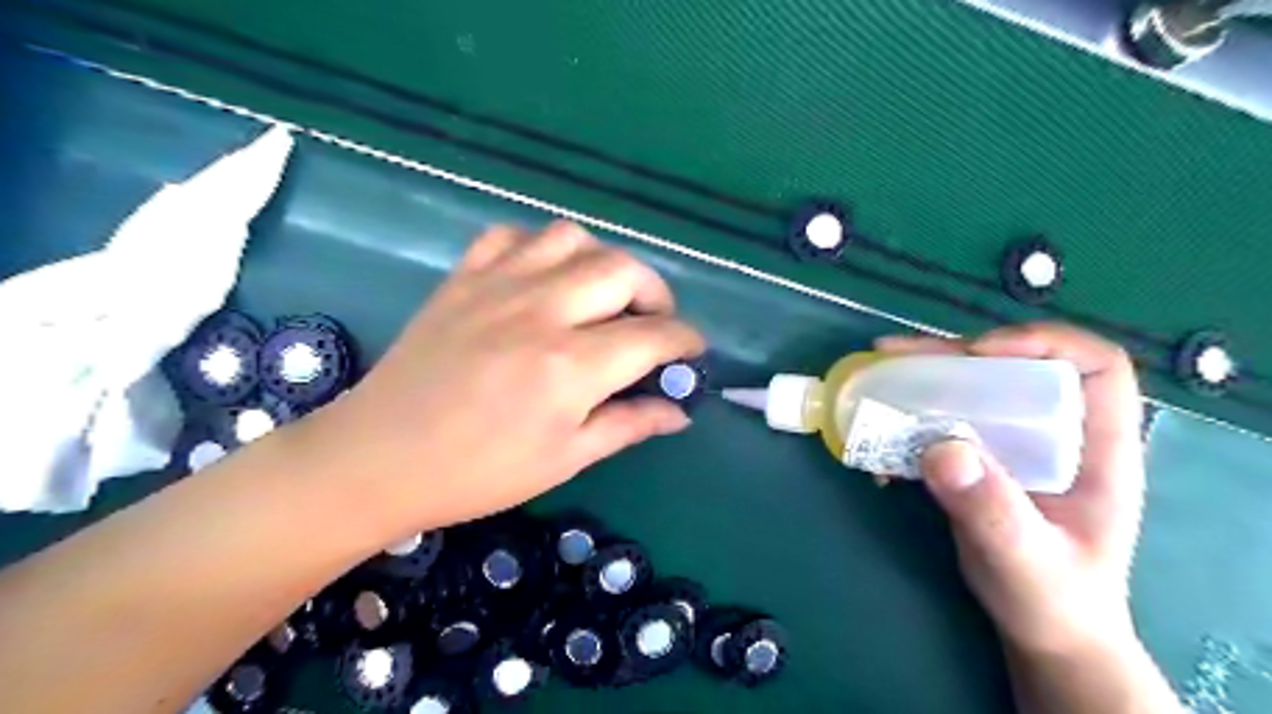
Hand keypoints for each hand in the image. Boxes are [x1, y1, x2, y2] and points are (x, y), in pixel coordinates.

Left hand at [300, 221, 704, 540]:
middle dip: (656, 294)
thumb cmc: (479, 472)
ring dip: (602, 262)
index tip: (691, 353)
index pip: (653, 336)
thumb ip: (629, 424)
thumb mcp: (565, 459)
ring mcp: (498, 285)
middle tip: (652, 324)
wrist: (379, 458)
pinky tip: (543, 278)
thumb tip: (679, 411)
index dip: (685, 341)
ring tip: (602, 296)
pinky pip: (512, 235)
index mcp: (571, 366)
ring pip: (572, 238)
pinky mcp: (464, 277)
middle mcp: (541, 311)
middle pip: (623, 270)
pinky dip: (541, 248)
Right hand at [883, 322, 1148, 658]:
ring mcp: (1013, 444)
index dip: (1043, 343)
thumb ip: (992, 510)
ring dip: (922, 379)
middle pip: (1013, 368)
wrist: (1040, 626)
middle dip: (954, 354)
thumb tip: (941, 446)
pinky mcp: (978, 457)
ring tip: (876, 374)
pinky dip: (908, 416)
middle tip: (896, 356)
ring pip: (971, 388)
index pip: (1093, 366)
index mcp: (1096, 449)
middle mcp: (1055, 433)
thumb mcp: (1026, 561)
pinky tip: (878, 432)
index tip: (980, 354)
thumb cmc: (1053, 599)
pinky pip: (943, 419)